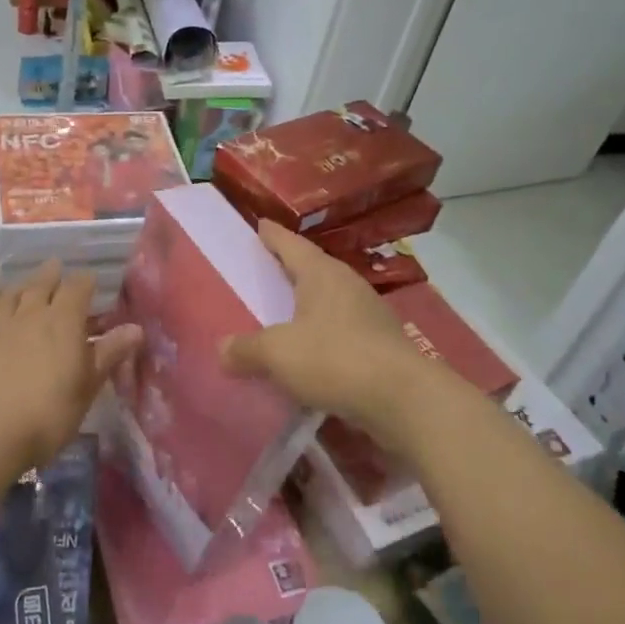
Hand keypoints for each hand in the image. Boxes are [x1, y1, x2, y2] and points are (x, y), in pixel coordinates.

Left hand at [0, 262, 140, 470]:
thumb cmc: (49, 412)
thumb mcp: (88, 386)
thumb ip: (109, 353)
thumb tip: (136, 328)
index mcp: (62, 321)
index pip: (76, 289)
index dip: (84, 282)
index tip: (90, 279)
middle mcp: (29, 316)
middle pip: (40, 286)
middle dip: (50, 275)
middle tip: (55, 265)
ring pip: (6, 300)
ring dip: (16, 290)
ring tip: (21, 285)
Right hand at [221, 221, 435, 446]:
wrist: (402, 399)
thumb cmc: (334, 359)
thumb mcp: (278, 353)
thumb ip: (247, 349)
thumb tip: (222, 349)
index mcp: (322, 274)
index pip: (291, 244)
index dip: (273, 236)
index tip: (260, 224)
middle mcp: (347, 285)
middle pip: (313, 269)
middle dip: (290, 269)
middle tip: (266, 269)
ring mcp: (369, 315)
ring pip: (330, 301)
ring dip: (308, 305)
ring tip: (284, 312)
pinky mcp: (381, 345)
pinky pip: (342, 331)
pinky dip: (322, 336)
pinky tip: (310, 353)